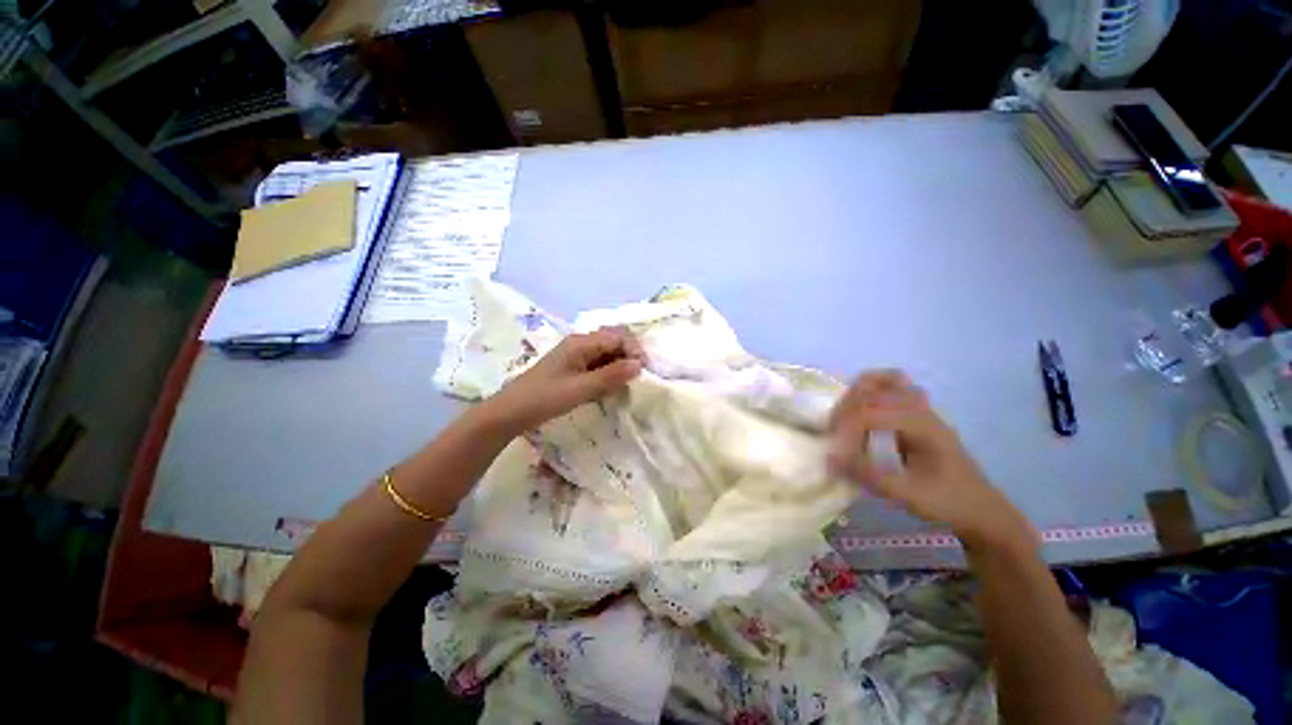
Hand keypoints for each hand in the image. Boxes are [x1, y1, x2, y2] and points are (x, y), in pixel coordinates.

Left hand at [488, 328, 643, 432]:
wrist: (511, 412)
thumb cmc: (545, 398)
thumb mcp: (581, 389)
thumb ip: (611, 376)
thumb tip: (639, 365)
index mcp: (581, 342)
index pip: (618, 337)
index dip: (634, 351)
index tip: (642, 372)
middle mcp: (580, 343)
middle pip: (613, 341)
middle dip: (628, 357)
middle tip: (636, 379)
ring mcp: (575, 355)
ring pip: (606, 354)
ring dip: (619, 366)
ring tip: (625, 385)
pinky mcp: (572, 367)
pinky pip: (597, 364)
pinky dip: (608, 373)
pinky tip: (610, 388)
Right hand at [826, 371, 1036, 551]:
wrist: (982, 510)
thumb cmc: (948, 503)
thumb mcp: (908, 495)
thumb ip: (868, 475)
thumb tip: (829, 459)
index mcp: (922, 426)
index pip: (870, 412)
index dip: (845, 428)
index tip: (835, 451)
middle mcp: (920, 409)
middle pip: (871, 389)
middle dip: (845, 409)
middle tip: (834, 433)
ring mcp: (921, 409)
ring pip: (883, 380)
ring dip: (857, 393)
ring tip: (844, 418)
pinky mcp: (918, 414)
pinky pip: (890, 387)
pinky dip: (869, 392)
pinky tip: (861, 413)